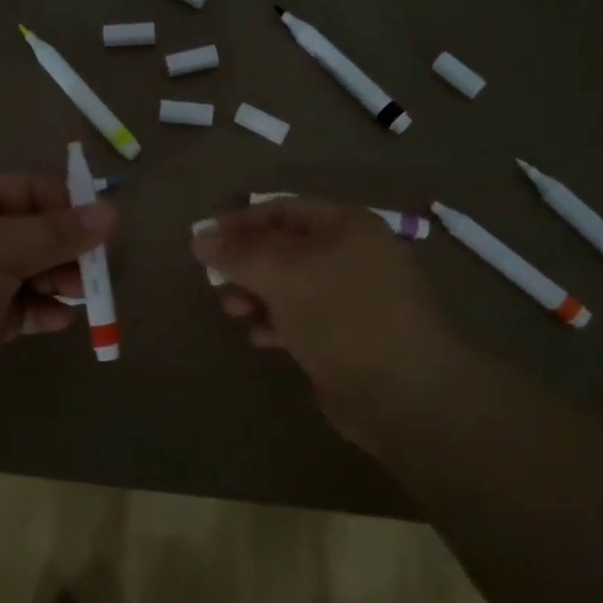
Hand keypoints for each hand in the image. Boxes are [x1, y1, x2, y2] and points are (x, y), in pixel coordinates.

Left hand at [0, 175, 116, 441]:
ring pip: (24, 274)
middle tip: (100, 270)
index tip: (102, 228)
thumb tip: (113, 211)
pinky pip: (14, 310)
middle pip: (28, 233)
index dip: (63, 204)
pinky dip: (39, 312)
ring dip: (57, 282)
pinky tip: (60, 321)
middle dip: (66, 249)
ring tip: (86, 296)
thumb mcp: (1, 248)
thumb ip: (58, 233)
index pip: (23, 190)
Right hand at [192, 199, 462, 445]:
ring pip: (289, 286)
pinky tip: (262, 339)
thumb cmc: (342, 315)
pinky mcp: (345, 335)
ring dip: (256, 296)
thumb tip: (199, 238)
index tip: (201, 242)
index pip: (281, 210)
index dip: (239, 222)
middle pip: (283, 248)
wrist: (403, 392)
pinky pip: (301, 319)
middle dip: (246, 264)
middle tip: (216, 284)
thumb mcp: (284, 274)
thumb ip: (239, 253)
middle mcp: (350, 255)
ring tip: (235, 314)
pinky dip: (277, 324)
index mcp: (345, 226)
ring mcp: (350, 297)